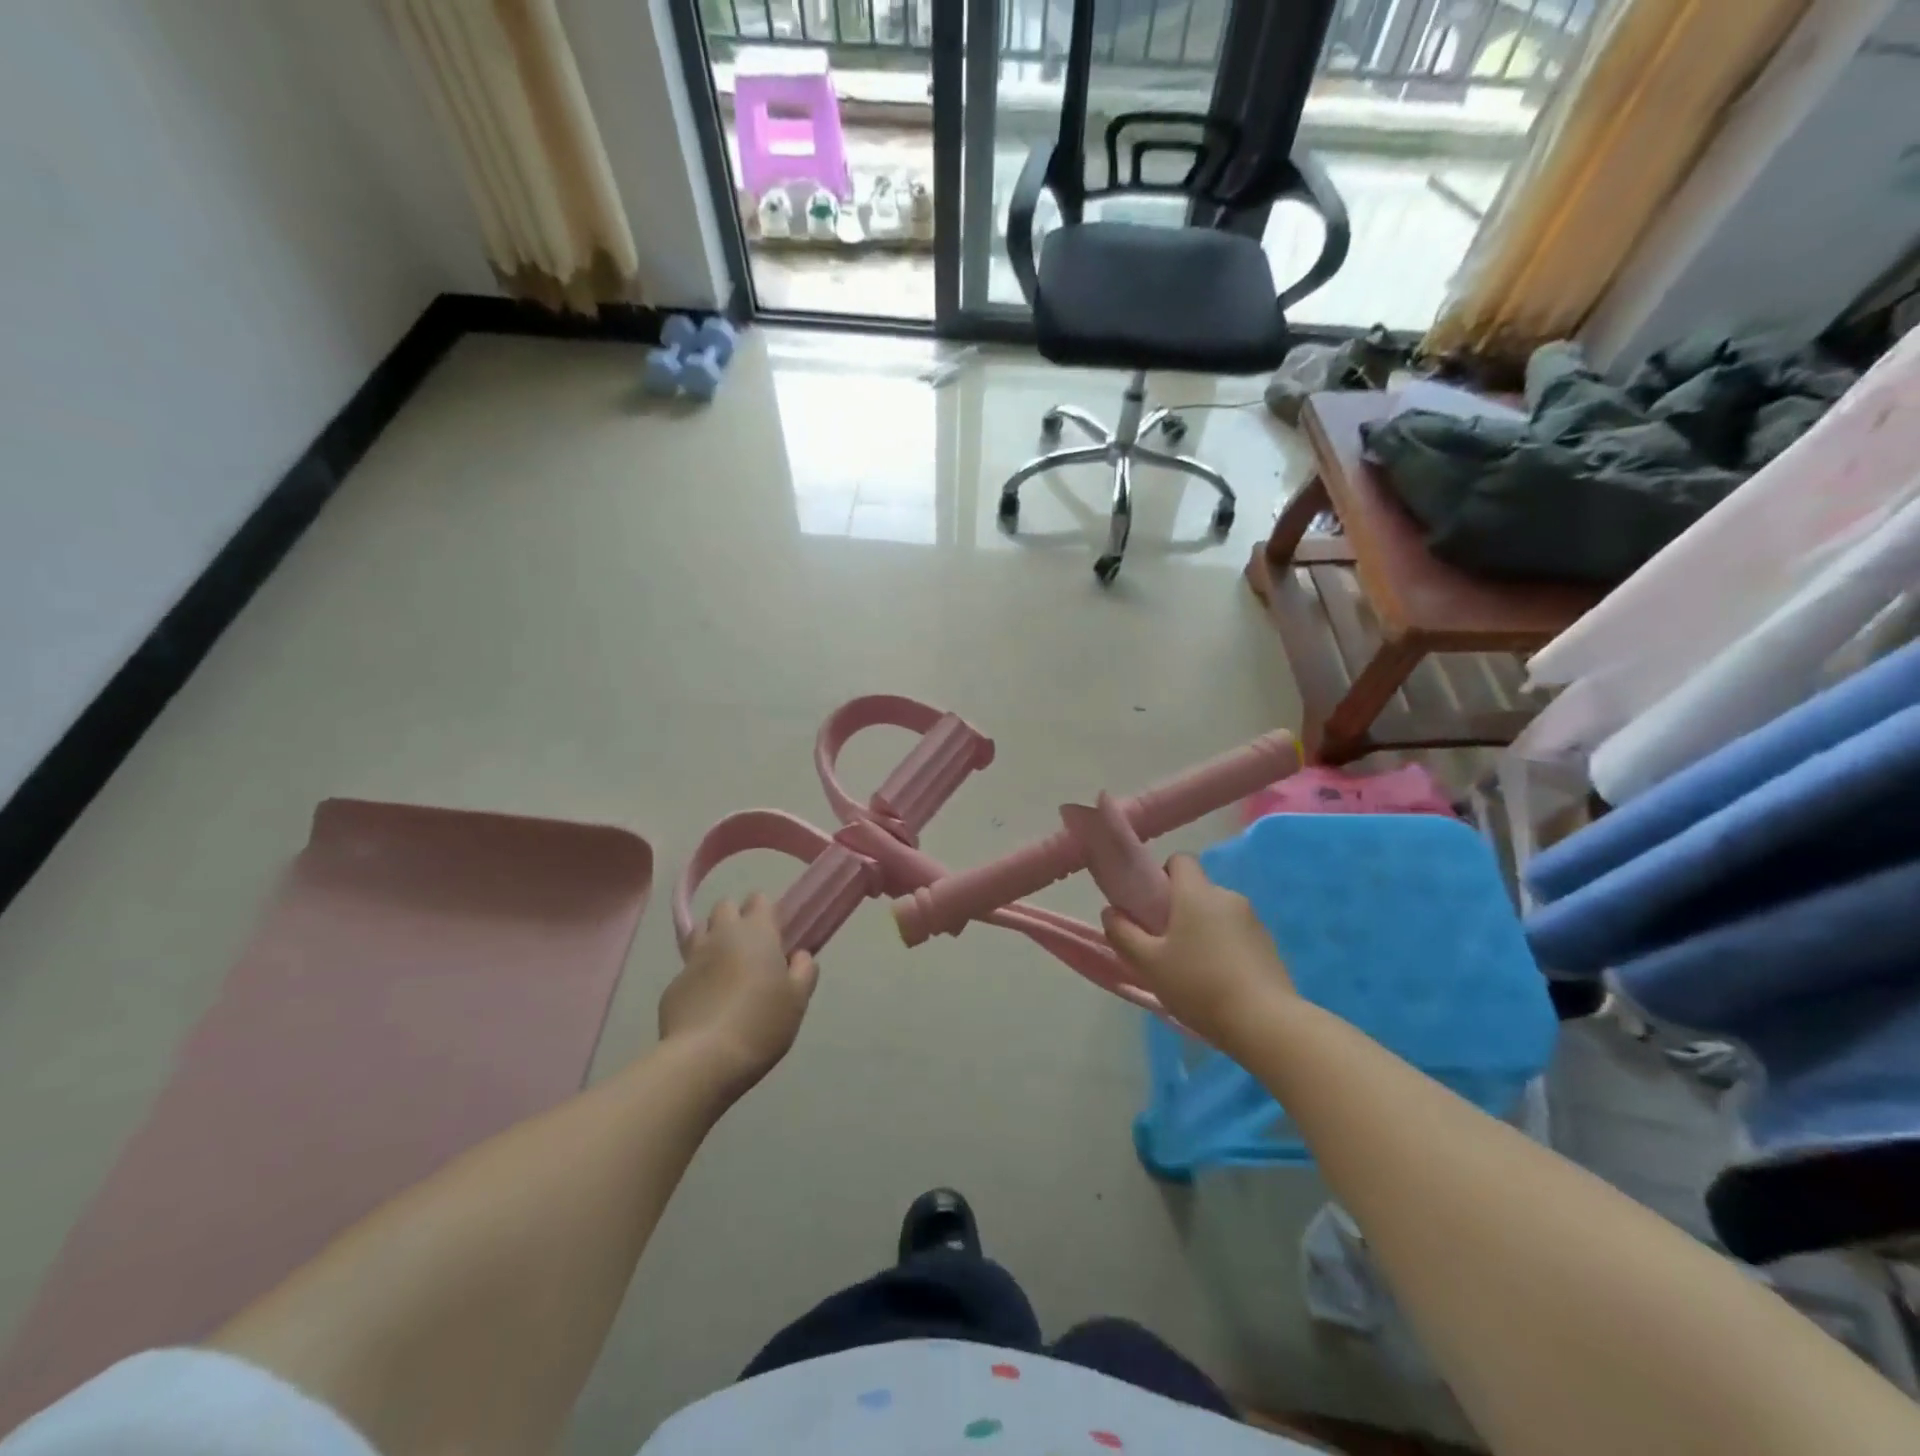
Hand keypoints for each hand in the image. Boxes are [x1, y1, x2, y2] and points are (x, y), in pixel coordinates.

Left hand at [660, 895, 817, 1096]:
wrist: (704, 1058)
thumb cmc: (761, 1023)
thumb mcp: (798, 999)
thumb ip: (804, 970)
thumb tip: (799, 955)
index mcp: (757, 932)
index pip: (759, 899)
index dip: (766, 912)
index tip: (775, 934)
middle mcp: (722, 936)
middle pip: (724, 906)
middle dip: (735, 918)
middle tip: (749, 948)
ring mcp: (693, 959)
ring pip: (699, 931)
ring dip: (712, 939)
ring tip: (724, 967)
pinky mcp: (673, 985)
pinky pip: (687, 969)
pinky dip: (697, 976)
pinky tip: (706, 1001)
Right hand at [1101, 855, 1294, 1051]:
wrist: (1266, 1023)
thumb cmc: (1199, 985)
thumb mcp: (1148, 964)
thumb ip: (1123, 934)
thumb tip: (1111, 912)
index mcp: (1196, 893)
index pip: (1180, 860)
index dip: (1163, 876)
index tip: (1153, 906)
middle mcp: (1227, 897)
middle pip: (1198, 890)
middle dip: (1181, 910)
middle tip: (1166, 946)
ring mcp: (1253, 921)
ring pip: (1218, 914)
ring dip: (1205, 931)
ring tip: (1195, 970)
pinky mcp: (1270, 945)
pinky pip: (1238, 935)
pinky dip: (1226, 948)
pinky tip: (1220, 982)